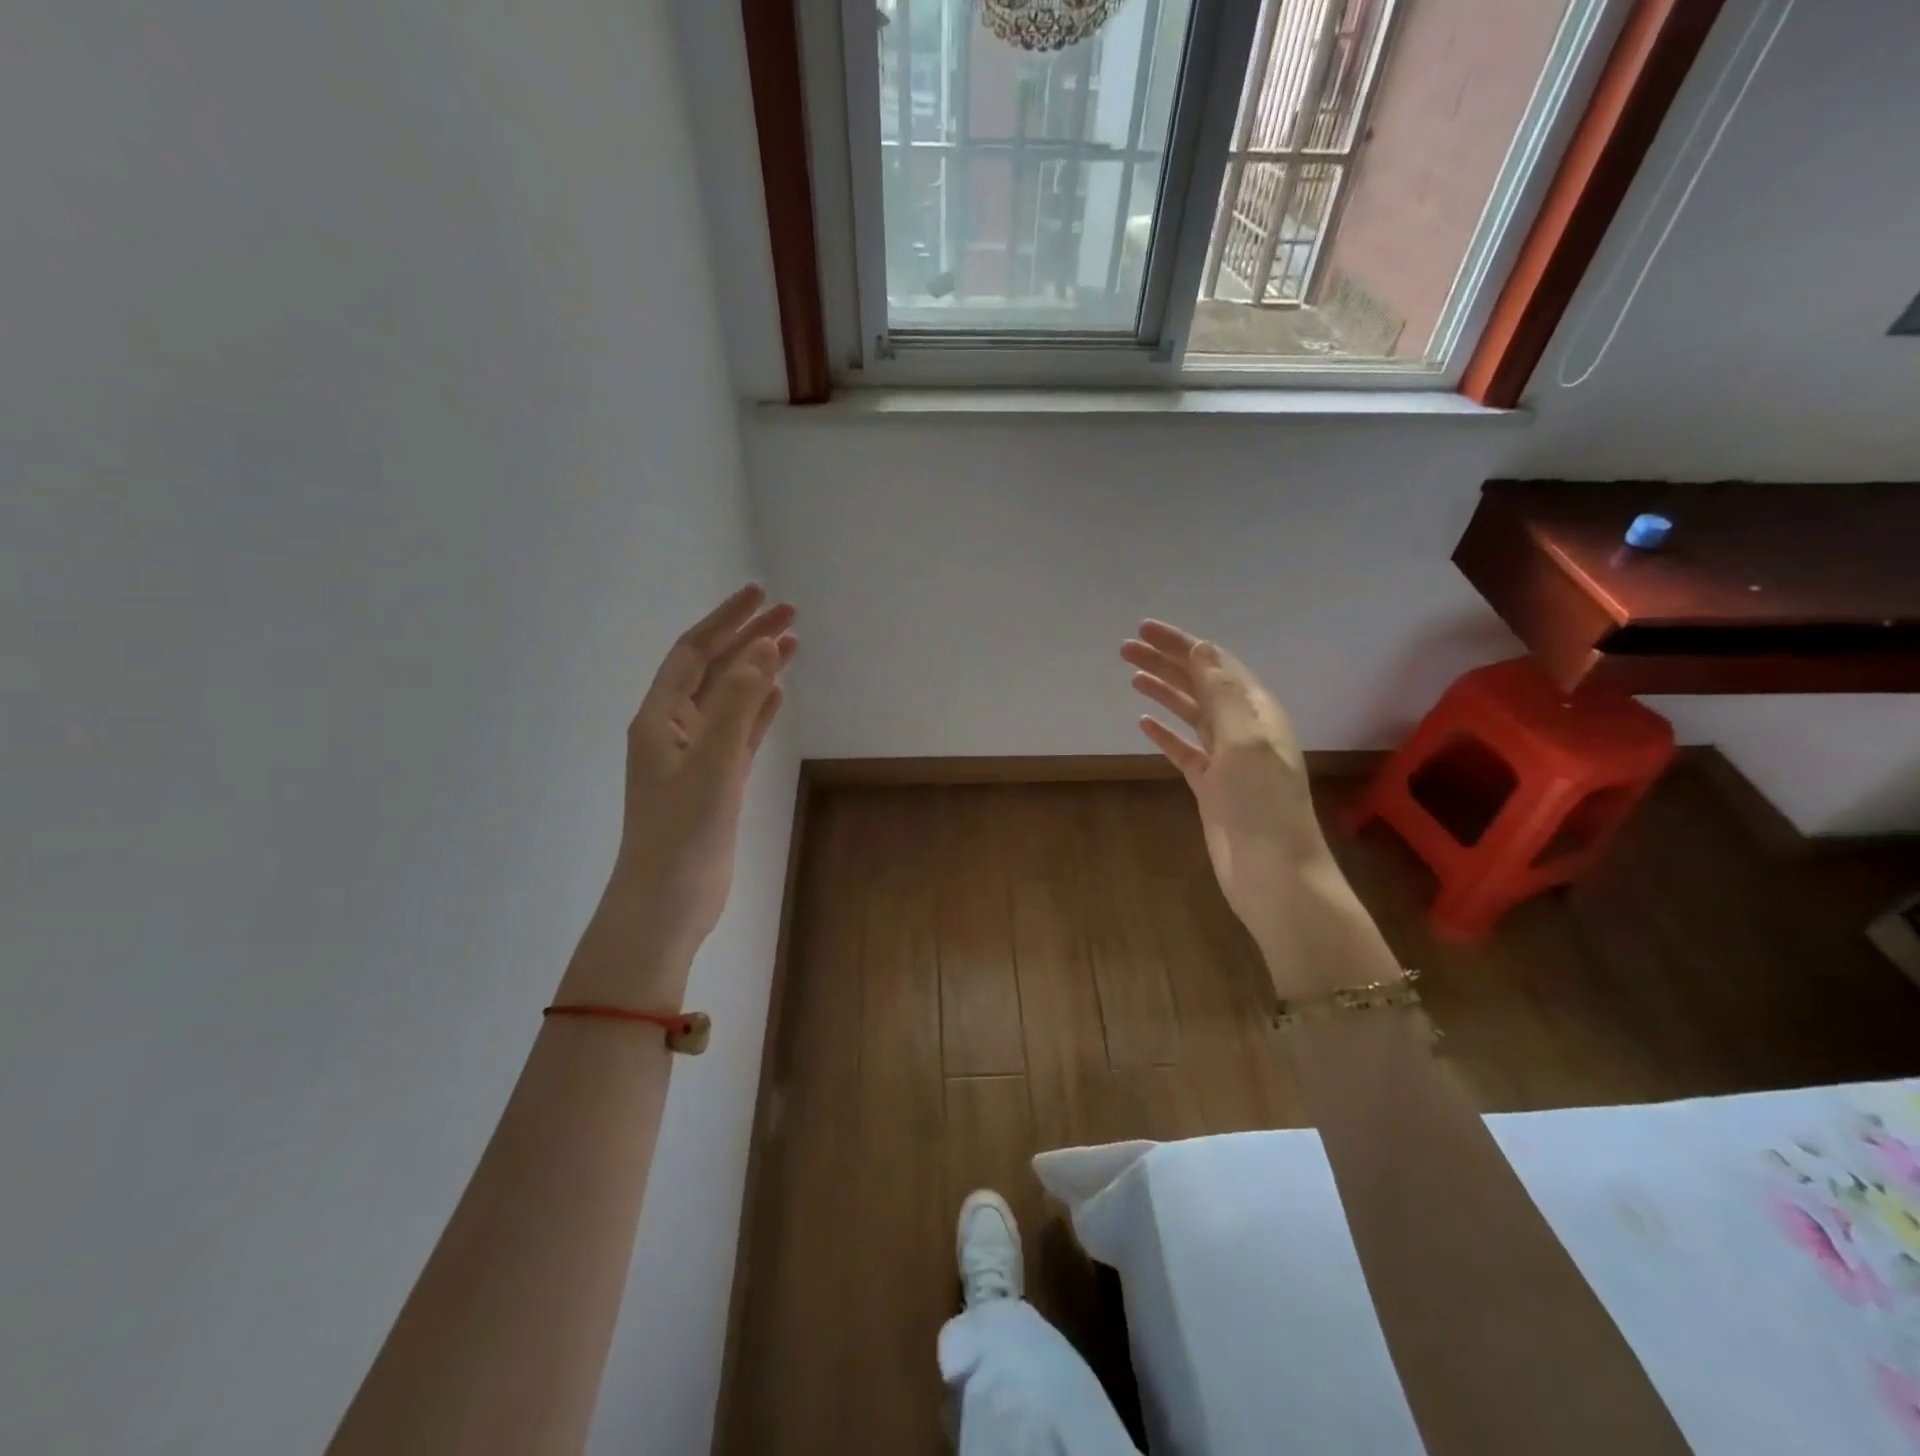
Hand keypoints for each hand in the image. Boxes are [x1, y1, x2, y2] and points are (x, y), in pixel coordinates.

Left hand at [566, 585, 795, 1003]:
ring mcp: (696, 756)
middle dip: (747, 638)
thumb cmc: (683, 832)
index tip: (760, 593)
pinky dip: (758, 709)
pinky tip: (777, 693)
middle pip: (713, 669)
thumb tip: (763, 647)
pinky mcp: (716, 781)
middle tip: (790, 613)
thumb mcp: (713, 762)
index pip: (693, 652)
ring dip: (757, 670)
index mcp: (660, 718)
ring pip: (730, 699)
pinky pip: (740, 732)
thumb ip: (738, 703)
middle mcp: (674, 729)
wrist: (668, 901)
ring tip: (792, 644)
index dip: (726, 620)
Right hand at [1123, 621, 1382, 995]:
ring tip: (1131, 675)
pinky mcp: (1211, 786)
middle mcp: (1243, 728)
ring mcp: (1226, 759)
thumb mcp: (1244, 740)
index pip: (1215, 663)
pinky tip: (1143, 722)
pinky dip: (1165, 733)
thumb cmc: (1262, 804)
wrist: (1273, 873)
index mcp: (1256, 711)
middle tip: (1126, 648)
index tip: (1143, 629)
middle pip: (1200, 684)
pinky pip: (1184, 749)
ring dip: (1163, 691)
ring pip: (1190, 713)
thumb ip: (1221, 694)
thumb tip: (1202, 649)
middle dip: (1166, 662)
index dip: (1181, 643)